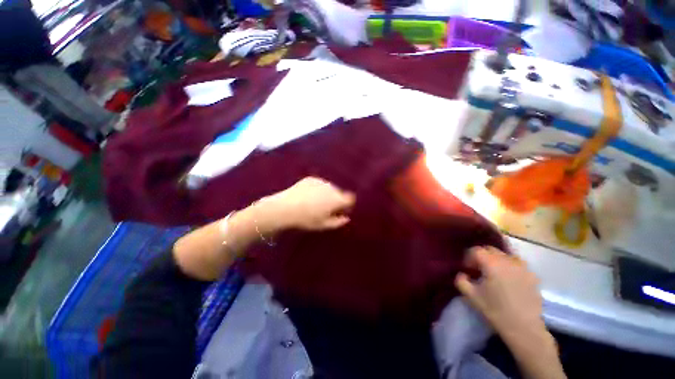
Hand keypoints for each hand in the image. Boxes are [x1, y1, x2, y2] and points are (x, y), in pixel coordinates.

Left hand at [259, 177, 355, 231]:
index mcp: (337, 199)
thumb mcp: (324, 225)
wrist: (285, 207)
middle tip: (326, 208)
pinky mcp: (311, 178)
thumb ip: (338, 222)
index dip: (347, 205)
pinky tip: (307, 196)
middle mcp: (332, 187)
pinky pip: (319, 184)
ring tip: (314, 202)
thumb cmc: (307, 219)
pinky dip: (317, 189)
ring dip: (327, 194)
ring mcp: (321, 181)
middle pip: (339, 192)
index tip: (341, 210)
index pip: (350, 199)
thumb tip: (346, 218)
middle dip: (336, 199)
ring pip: (329, 188)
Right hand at [455, 247, 543, 336]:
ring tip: (494, 273)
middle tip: (478, 270)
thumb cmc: (495, 310)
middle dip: (481, 256)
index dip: (468, 257)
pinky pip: (517, 263)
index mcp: (492, 263)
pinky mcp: (532, 275)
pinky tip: (508, 279)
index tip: (467, 269)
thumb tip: (462, 273)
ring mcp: (522, 267)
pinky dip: (509, 266)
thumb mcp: (471, 296)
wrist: (525, 328)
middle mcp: (508, 260)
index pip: (475, 250)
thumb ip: (461, 280)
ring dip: (496, 260)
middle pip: (490, 249)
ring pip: (504, 255)